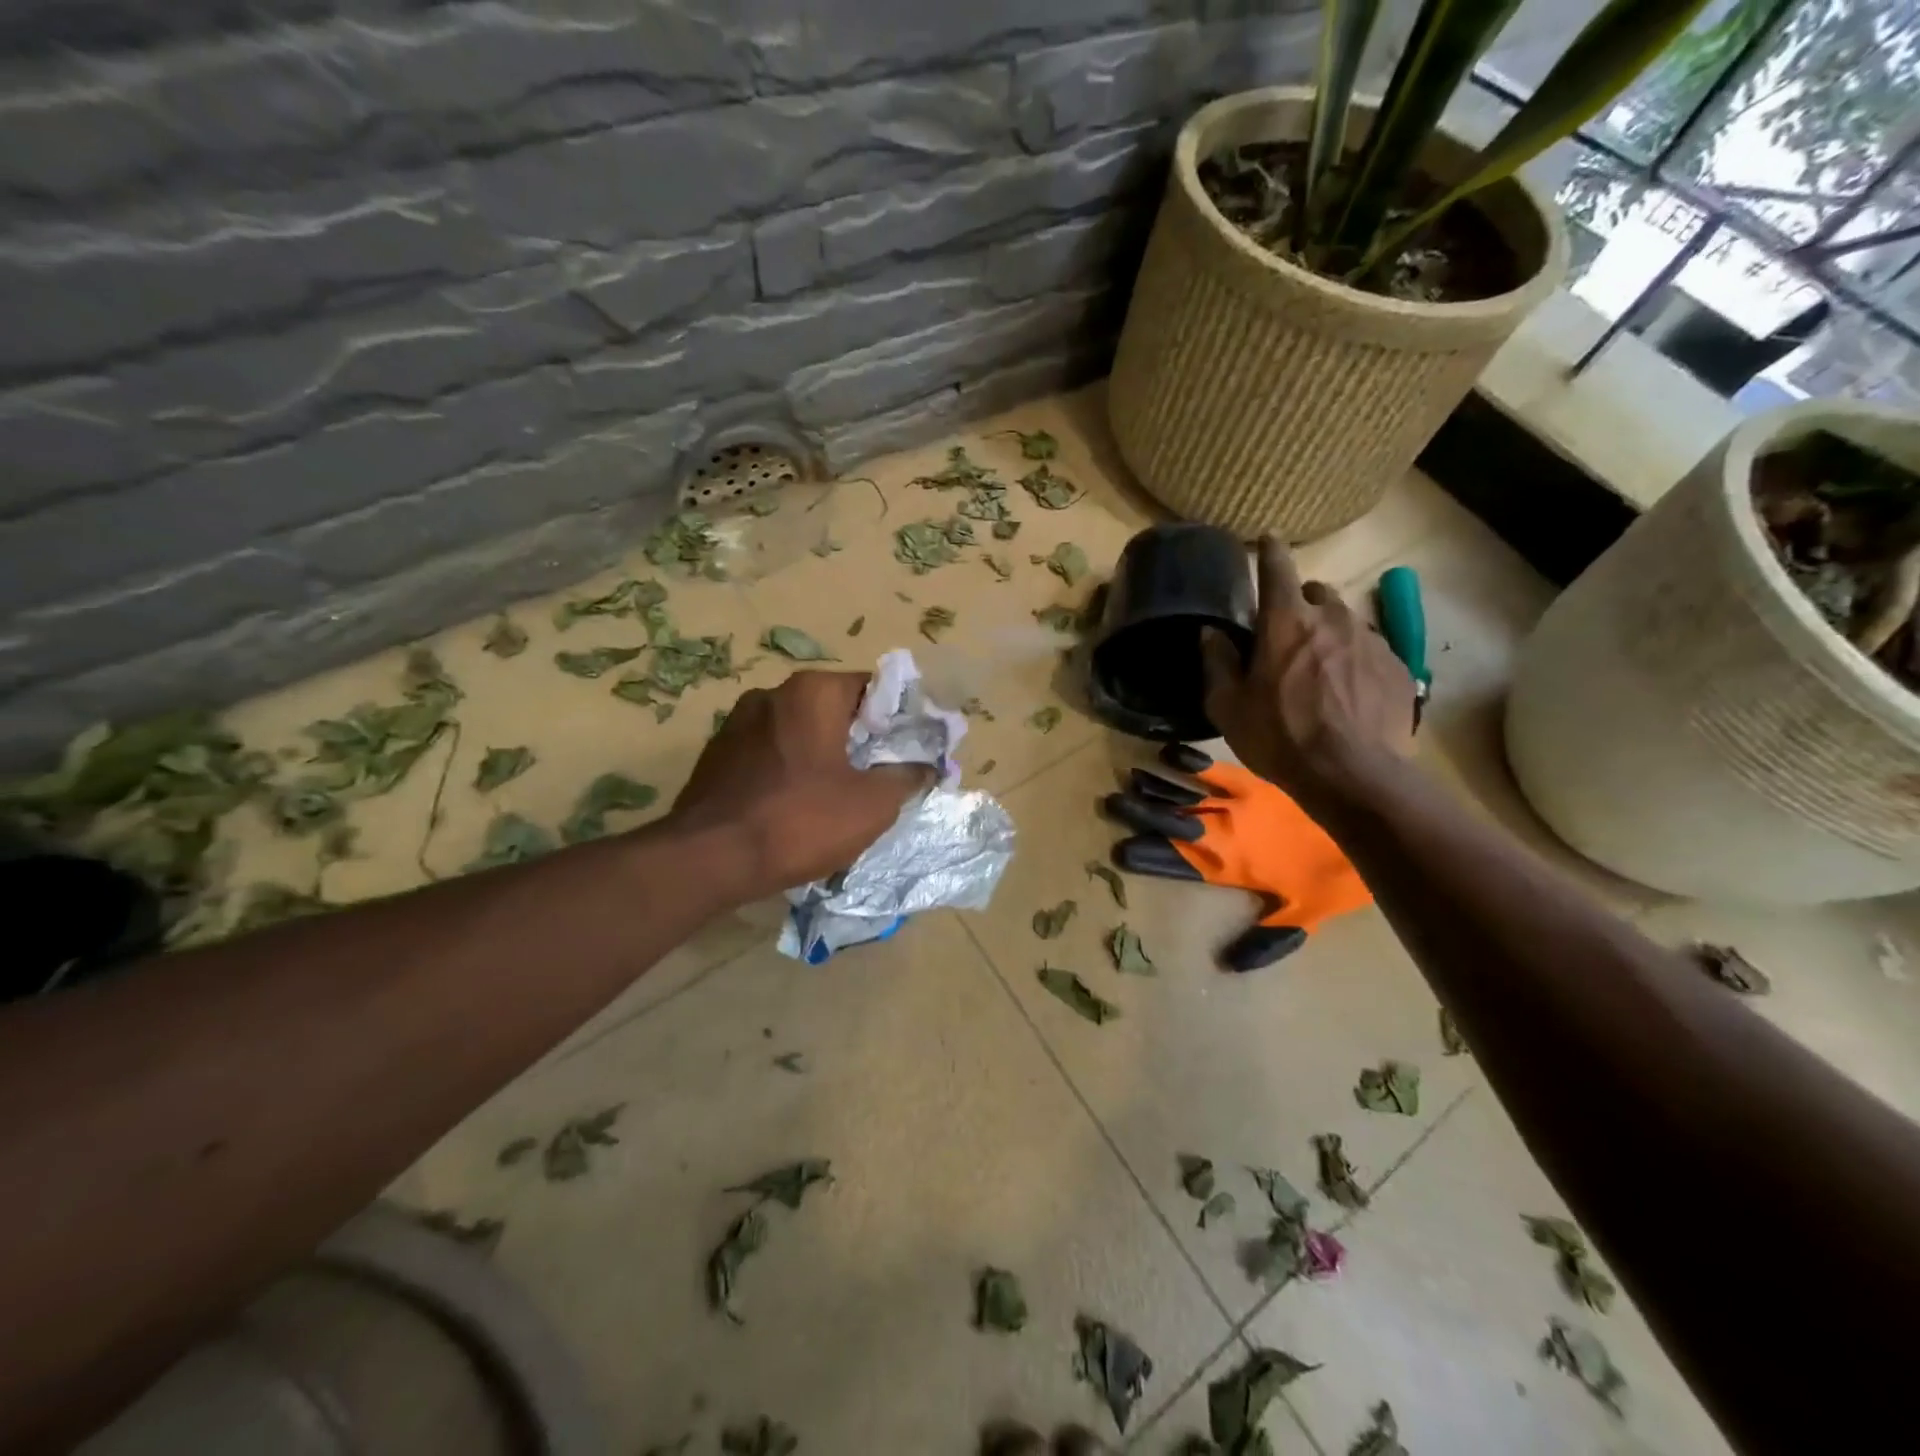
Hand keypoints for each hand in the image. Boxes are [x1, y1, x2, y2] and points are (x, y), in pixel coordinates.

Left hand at [667, 670, 933, 900]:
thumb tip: (927, 764)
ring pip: (800, 732)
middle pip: (835, 709)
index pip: (874, 688)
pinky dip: (790, 770)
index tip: (911, 751)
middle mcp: (773, 693)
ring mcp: (737, 722)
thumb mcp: (872, 804)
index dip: (899, 719)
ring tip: (839, 795)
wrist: (708, 860)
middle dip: (861, 739)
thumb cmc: (800, 821)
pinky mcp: (717, 754)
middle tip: (881, 777)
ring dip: (824, 755)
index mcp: (813, 692)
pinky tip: (795, 806)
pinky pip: (770, 753)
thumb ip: (907, 775)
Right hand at [1201, 536, 1415, 806]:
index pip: (1277, 568)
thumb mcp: (1228, 706)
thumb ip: (1217, 662)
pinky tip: (1347, 691)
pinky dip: (1354, 658)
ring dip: (1328, 632)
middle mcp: (1331, 618)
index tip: (1268, 540)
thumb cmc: (1279, 737)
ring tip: (1319, 668)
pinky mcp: (1396, 666)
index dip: (1270, 551)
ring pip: (1345, 620)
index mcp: (1286, 621)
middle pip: (1316, 592)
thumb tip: (1210, 633)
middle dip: (1300, 603)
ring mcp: (1370, 640)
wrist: (1352, 774)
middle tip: (1286, 633)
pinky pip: (1370, 649)